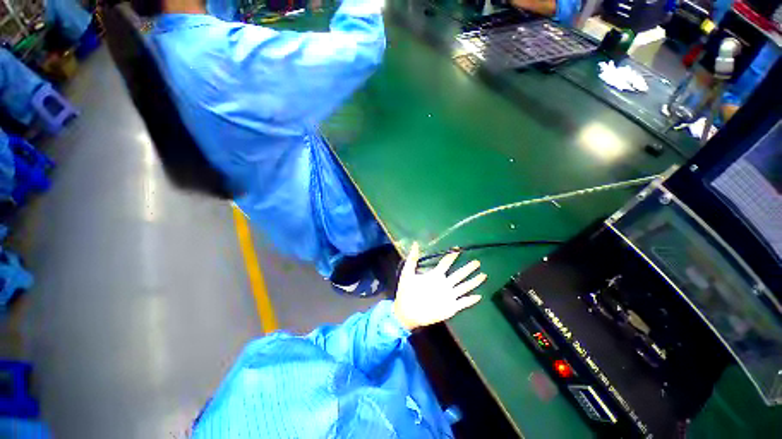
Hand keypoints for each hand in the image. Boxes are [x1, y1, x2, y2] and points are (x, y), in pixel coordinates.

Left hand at [392, 242, 486, 330]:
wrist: (406, 311)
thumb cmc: (406, 291)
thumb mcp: (408, 273)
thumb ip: (412, 259)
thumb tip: (415, 244)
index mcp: (435, 275)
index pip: (445, 263)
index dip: (451, 256)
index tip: (458, 249)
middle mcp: (444, 284)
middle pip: (459, 274)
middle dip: (468, 268)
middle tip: (477, 262)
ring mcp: (448, 295)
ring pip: (464, 287)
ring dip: (473, 282)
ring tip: (483, 275)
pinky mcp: (450, 307)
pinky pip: (463, 303)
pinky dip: (470, 300)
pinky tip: (479, 296)